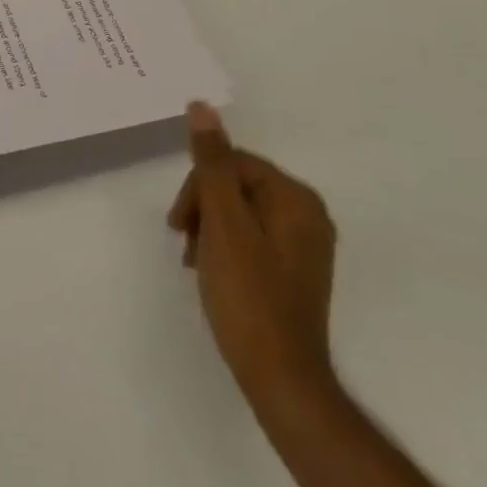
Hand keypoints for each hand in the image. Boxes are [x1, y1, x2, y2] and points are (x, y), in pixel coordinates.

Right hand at [168, 102, 336, 404]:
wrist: (282, 380)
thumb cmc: (248, 295)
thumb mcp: (222, 222)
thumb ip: (211, 162)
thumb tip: (202, 106)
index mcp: (295, 197)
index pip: (232, 163)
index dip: (199, 188)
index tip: (179, 224)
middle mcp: (307, 213)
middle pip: (236, 185)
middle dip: (204, 208)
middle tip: (185, 244)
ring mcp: (304, 244)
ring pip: (240, 211)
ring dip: (210, 228)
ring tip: (196, 262)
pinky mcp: (295, 269)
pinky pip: (252, 236)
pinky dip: (227, 247)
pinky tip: (213, 272)